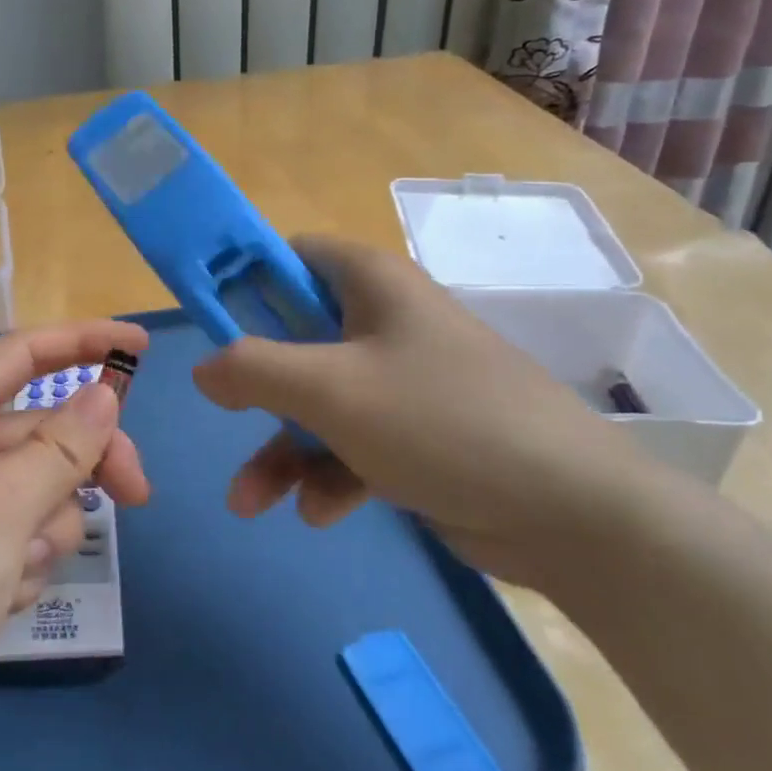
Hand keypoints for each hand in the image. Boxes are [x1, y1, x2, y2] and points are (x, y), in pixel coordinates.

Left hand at [0, 321, 151, 770]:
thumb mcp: (1, 508)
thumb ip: (61, 448)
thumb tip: (105, 393)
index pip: (25, 353)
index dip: (84, 341)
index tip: (141, 346)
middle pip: (47, 429)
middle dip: (87, 462)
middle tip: (137, 495)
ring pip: (43, 489)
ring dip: (47, 529)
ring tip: (15, 569)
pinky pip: (26, 537)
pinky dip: (26, 564)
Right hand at [192, 237, 663, 586]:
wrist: (569, 514)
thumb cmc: (439, 421)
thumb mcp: (329, 389)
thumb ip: (252, 369)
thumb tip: (202, 368)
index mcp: (370, 283)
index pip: (290, 256)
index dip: (243, 282)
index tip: (208, 324)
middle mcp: (384, 322)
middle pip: (294, 336)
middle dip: (255, 389)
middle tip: (225, 414)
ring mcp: (402, 381)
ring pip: (316, 402)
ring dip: (280, 451)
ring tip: (251, 503)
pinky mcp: (416, 435)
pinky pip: (350, 443)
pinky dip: (327, 475)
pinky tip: (321, 514)